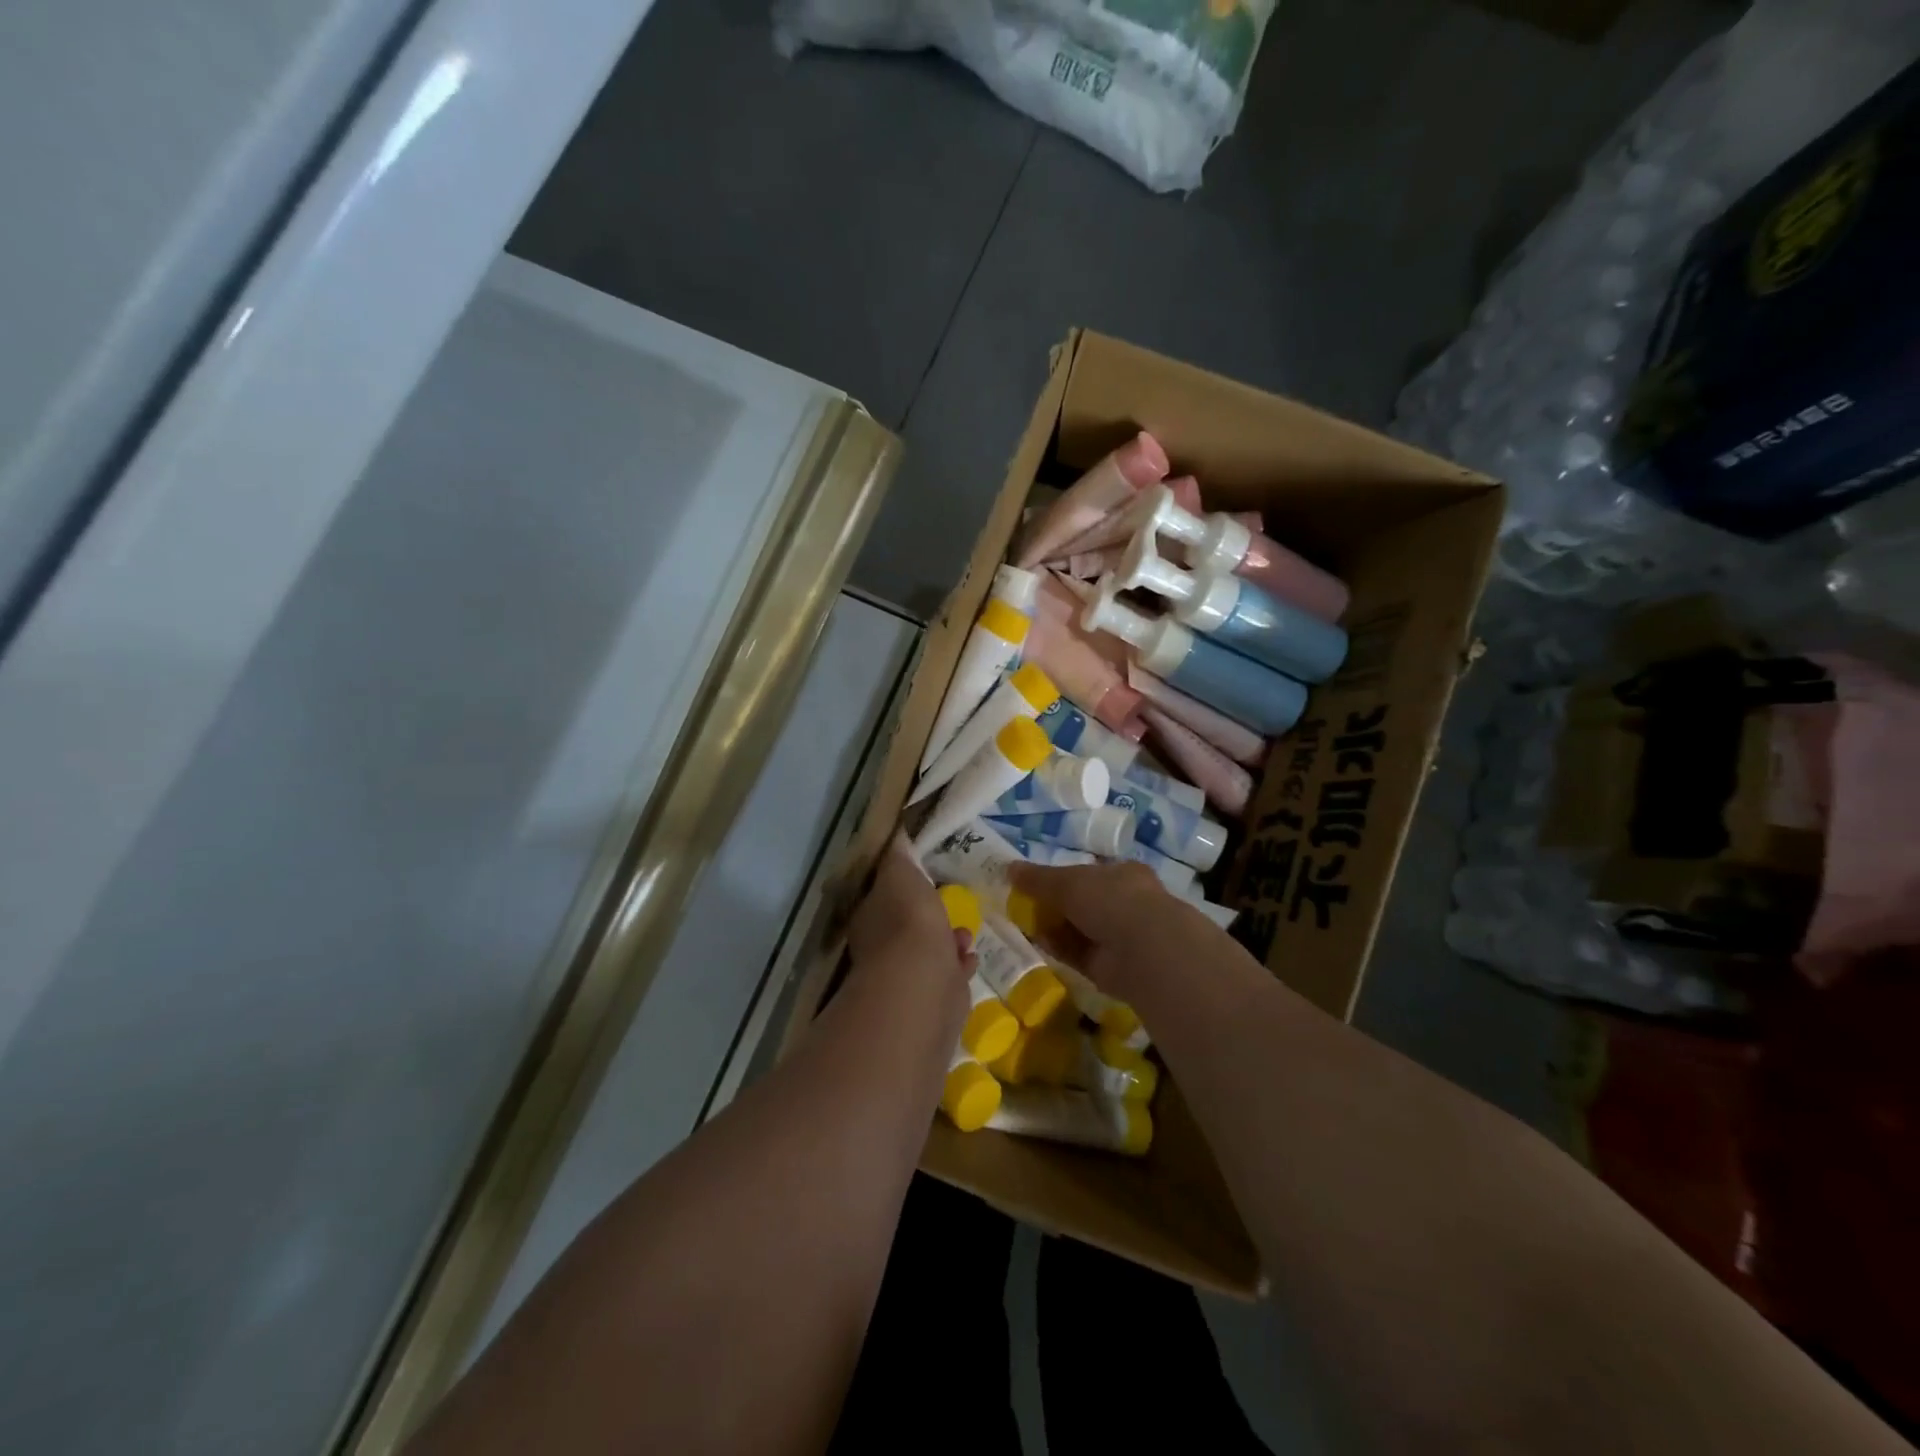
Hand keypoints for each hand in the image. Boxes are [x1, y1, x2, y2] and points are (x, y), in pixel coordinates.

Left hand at [847, 836, 974, 988]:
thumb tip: (896, 835)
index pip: (881, 897)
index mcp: (869, 918)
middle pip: (906, 927)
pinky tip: (970, 956)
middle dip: (928, 916)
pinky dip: (958, 965)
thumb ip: (900, 857)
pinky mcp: (934, 999)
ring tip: (965, 932)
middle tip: (947, 904)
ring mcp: (907, 977)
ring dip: (947, 941)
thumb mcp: (901, 874)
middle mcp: (881, 949)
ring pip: (929, 952)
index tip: (920, 876)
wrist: (924, 983)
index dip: (900, 886)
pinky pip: (948, 976)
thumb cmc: (908, 921)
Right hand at [1007, 860, 1225, 1002]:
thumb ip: (1037, 878)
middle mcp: (1126, 903)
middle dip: (1056, 906)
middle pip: (1083, 903)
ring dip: (1055, 928)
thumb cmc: (1110, 900)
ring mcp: (1122, 937)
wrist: (1144, 951)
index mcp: (1122, 874)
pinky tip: (1039, 945)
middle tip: (1024, 906)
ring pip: (1080, 930)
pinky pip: (1079, 954)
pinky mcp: (1113, 966)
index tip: (1035, 883)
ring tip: (1024, 925)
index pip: (1089, 873)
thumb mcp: (1067, 882)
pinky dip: (1060, 950)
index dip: (1062, 877)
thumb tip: (1008, 868)